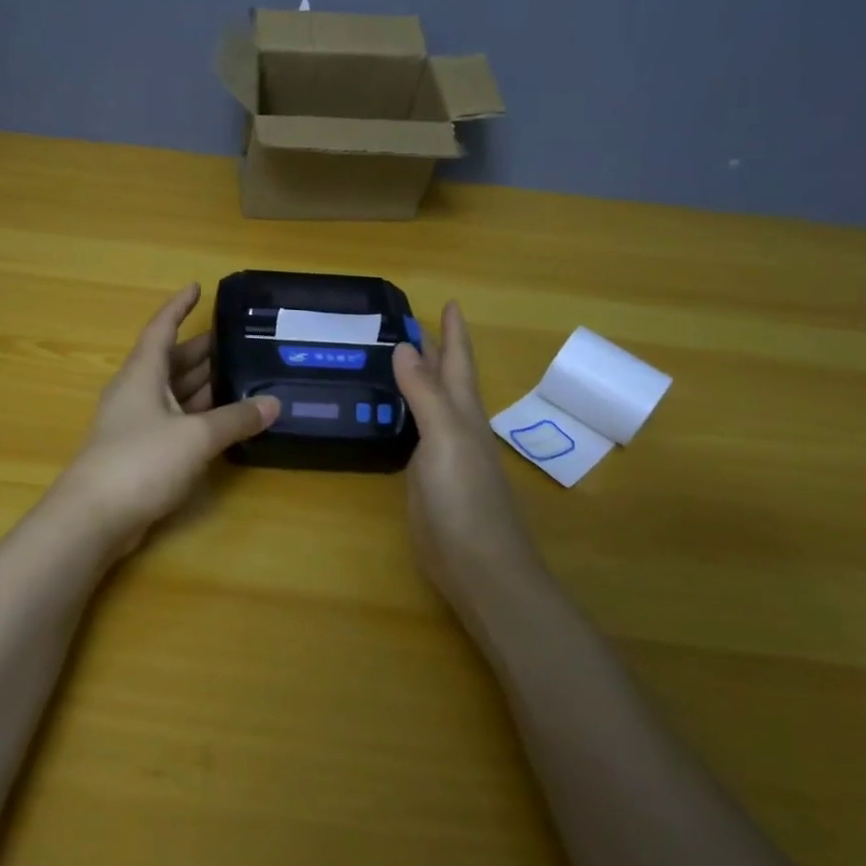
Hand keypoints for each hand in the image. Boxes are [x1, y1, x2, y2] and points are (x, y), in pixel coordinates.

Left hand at [56, 284, 278, 557]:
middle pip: (172, 361)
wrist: (94, 517)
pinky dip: (198, 416)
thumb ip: (236, 418)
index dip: (179, 307)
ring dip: (204, 384)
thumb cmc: (141, 460)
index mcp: (143, 373)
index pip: (162, 328)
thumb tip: (274, 403)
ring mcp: (136, 423)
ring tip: (242, 375)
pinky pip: (174, 421)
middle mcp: (137, 391)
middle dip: (203, 349)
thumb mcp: (196, 436)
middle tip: (240, 340)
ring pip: (175, 393)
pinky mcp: (140, 452)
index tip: (197, 287)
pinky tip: (223, 420)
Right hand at [392, 302, 540, 605]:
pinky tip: (388, 414)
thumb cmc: (464, 497)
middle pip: (445, 379)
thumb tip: (406, 347)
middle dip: (434, 349)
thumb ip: (425, 393)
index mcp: (463, 412)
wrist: (477, 564)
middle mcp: (455, 426)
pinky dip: (401, 414)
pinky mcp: (425, 478)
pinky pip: (412, 433)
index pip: (458, 361)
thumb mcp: (445, 437)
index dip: (454, 332)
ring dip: (416, 380)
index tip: (448, 302)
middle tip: (408, 323)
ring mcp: (441, 454)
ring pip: (428, 404)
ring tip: (392, 358)